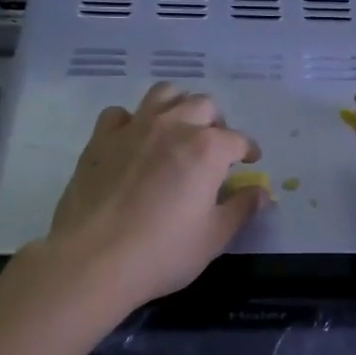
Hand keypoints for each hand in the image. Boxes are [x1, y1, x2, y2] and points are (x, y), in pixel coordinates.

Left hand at [41, 83, 269, 310]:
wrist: (94, 260)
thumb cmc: (164, 252)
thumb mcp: (215, 237)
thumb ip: (242, 208)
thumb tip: (261, 192)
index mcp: (208, 148)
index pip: (238, 139)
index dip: (248, 150)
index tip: (250, 162)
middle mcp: (173, 126)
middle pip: (204, 106)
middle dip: (216, 123)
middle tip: (215, 149)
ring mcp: (134, 128)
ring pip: (164, 94)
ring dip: (179, 106)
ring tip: (179, 131)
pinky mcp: (101, 140)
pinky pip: (120, 114)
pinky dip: (132, 121)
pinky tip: (134, 142)